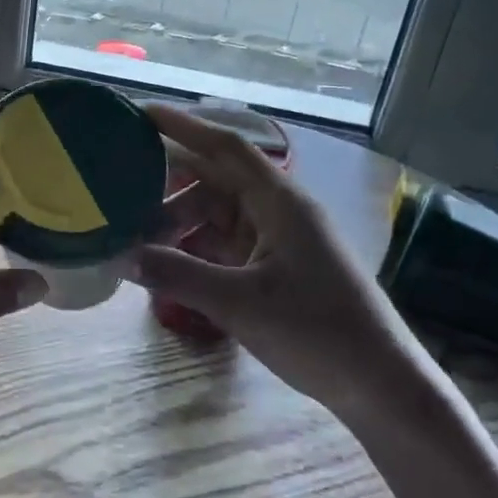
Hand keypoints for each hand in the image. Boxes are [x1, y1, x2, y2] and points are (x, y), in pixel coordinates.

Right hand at [134, 103, 427, 419]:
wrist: (379, 384)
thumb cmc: (317, 331)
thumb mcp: (240, 302)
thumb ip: (177, 274)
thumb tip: (118, 255)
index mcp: (279, 201)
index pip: (225, 147)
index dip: (183, 125)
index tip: (139, 113)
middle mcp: (277, 210)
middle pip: (214, 178)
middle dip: (168, 180)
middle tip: (117, 182)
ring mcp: (276, 239)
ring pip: (215, 213)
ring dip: (177, 219)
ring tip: (134, 236)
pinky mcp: (273, 267)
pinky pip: (222, 242)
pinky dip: (192, 246)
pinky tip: (163, 260)